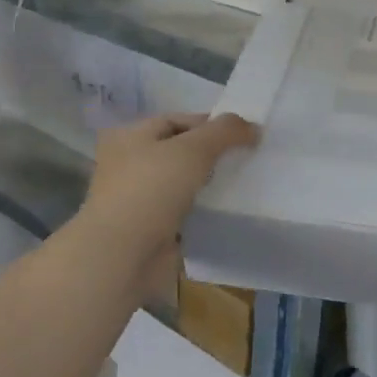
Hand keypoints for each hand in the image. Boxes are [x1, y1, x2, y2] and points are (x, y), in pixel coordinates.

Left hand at [77, 113, 258, 295]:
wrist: (124, 256)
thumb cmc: (152, 191)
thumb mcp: (193, 149)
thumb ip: (224, 132)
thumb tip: (253, 126)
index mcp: (130, 137)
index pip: (177, 121)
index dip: (212, 124)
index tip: (246, 136)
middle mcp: (130, 163)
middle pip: (182, 150)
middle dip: (214, 154)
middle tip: (248, 159)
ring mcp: (141, 198)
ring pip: (185, 182)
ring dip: (212, 183)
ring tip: (244, 183)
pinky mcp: (153, 227)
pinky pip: (186, 210)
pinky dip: (205, 209)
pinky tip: (228, 209)